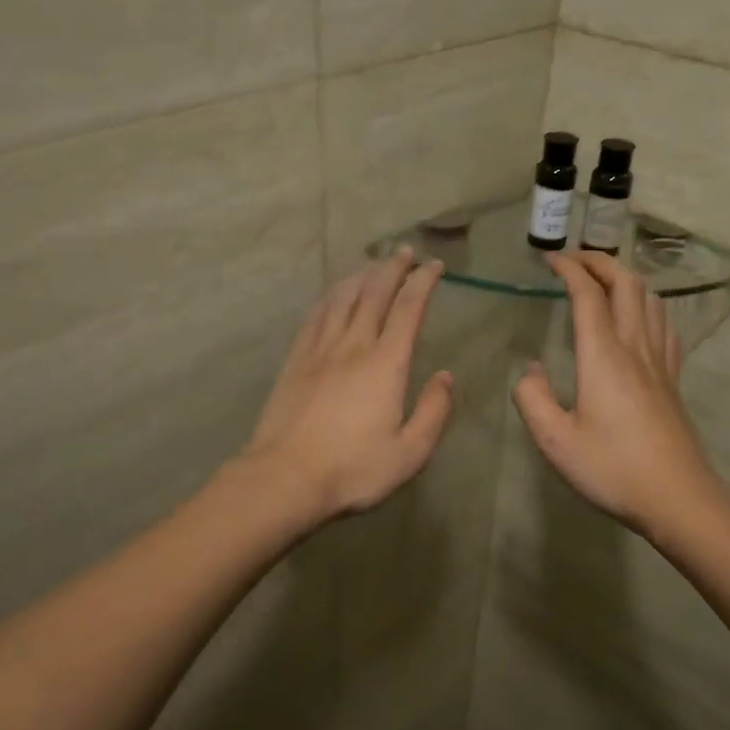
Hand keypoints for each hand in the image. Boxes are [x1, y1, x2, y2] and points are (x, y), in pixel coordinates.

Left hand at [242, 248, 454, 521]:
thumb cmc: (353, 468)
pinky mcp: (295, 361)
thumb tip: (444, 377)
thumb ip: (434, 411)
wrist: (285, 477)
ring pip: (342, 299)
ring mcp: (319, 350)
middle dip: (392, 268)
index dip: (423, 282)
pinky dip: (329, 298)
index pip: (408, 309)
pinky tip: (333, 295)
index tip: (434, 266)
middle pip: (374, 293)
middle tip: (405, 252)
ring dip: (361, 276)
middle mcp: (353, 345)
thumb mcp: (410, 452)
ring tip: (372, 265)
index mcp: (386, 363)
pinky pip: (315, 317)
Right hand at [512, 252, 722, 534]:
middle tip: (575, 261)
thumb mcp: (555, 441)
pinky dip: (648, 306)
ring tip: (604, 280)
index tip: (550, 260)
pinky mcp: (673, 378)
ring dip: (626, 279)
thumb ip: (533, 399)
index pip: (588, 295)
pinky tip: (640, 317)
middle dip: (600, 262)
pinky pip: (665, 325)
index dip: (569, 269)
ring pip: (650, 299)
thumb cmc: (612, 468)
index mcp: (603, 356)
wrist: (677, 496)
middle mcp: (634, 347)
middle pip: (626, 284)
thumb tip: (530, 369)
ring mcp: (660, 361)